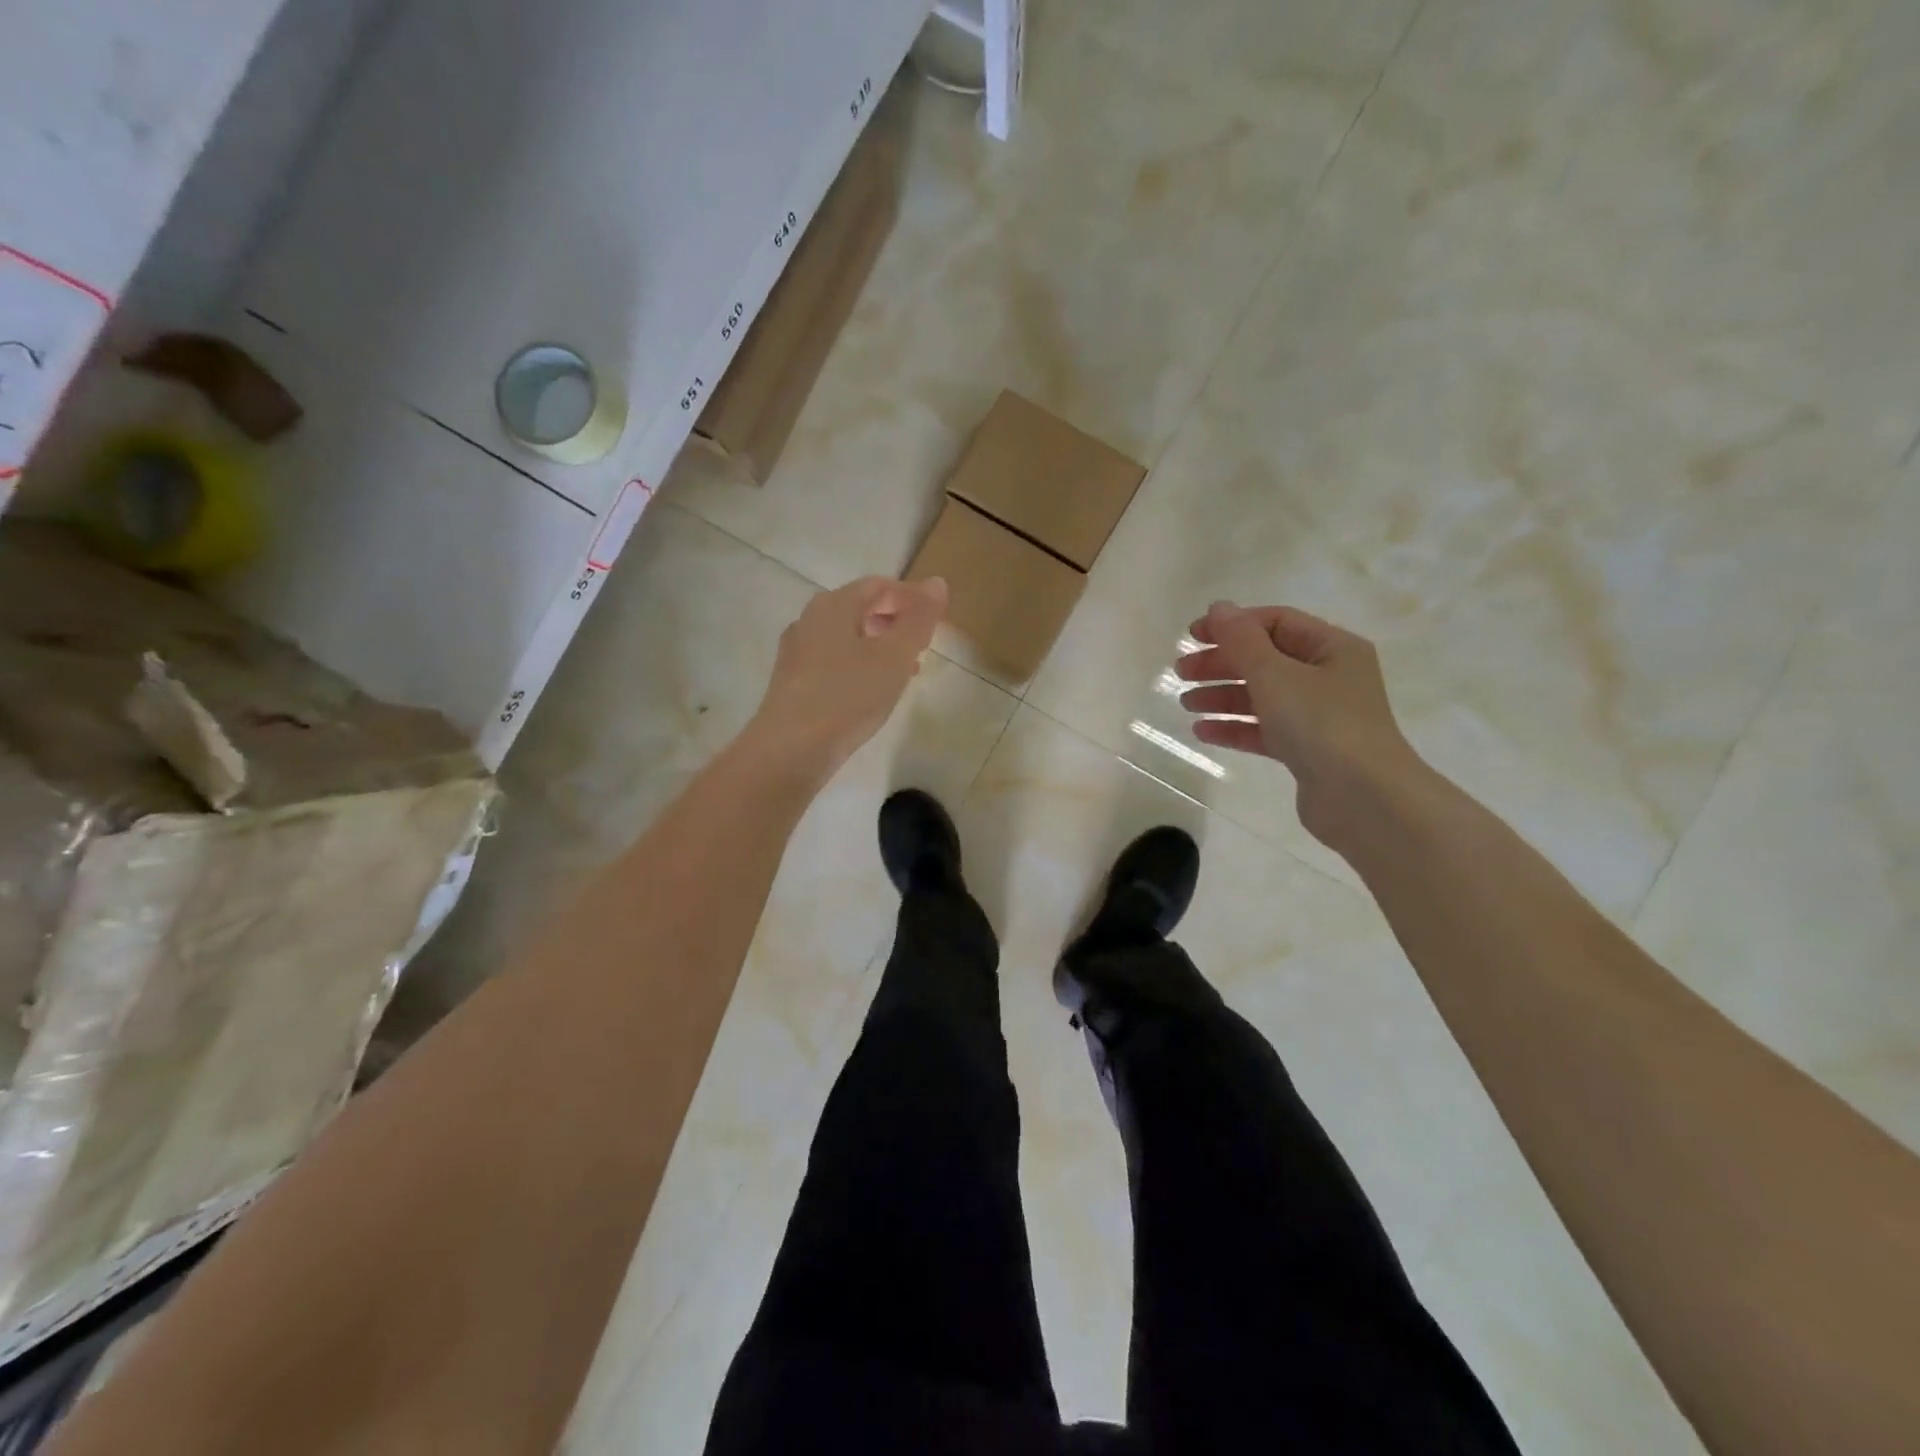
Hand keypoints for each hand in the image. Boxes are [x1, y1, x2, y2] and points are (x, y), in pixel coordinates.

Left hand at [746, 575, 947, 778]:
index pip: (879, 585)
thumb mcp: (894, 656)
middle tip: (924, 645)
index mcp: (833, 605)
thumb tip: (936, 582)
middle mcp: (809, 620)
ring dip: (880, 646)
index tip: (938, 620)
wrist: (791, 751)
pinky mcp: (793, 682)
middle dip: (896, 621)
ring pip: (847, 637)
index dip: (912, 597)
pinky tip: (873, 691)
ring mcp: (797, 652)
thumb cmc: (848, 697)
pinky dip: (860, 665)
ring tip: (906, 670)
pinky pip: (834, 661)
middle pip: (860, 608)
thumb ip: (918, 619)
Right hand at [1174, 601, 1424, 847]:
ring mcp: (1319, 716)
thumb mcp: (1275, 674)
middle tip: (1181, 673)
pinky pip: (1264, 730)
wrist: (1363, 798)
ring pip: (1262, 696)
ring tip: (1186, 704)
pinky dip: (1234, 727)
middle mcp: (1329, 677)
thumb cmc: (1321, 724)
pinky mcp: (1307, 751)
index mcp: (1332, 648)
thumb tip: (1219, 608)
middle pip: (1265, 659)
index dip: (1232, 625)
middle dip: (1221, 663)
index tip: (1192, 637)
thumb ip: (1241, 640)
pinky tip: (1203, 731)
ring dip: (1222, 696)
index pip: (1275, 622)